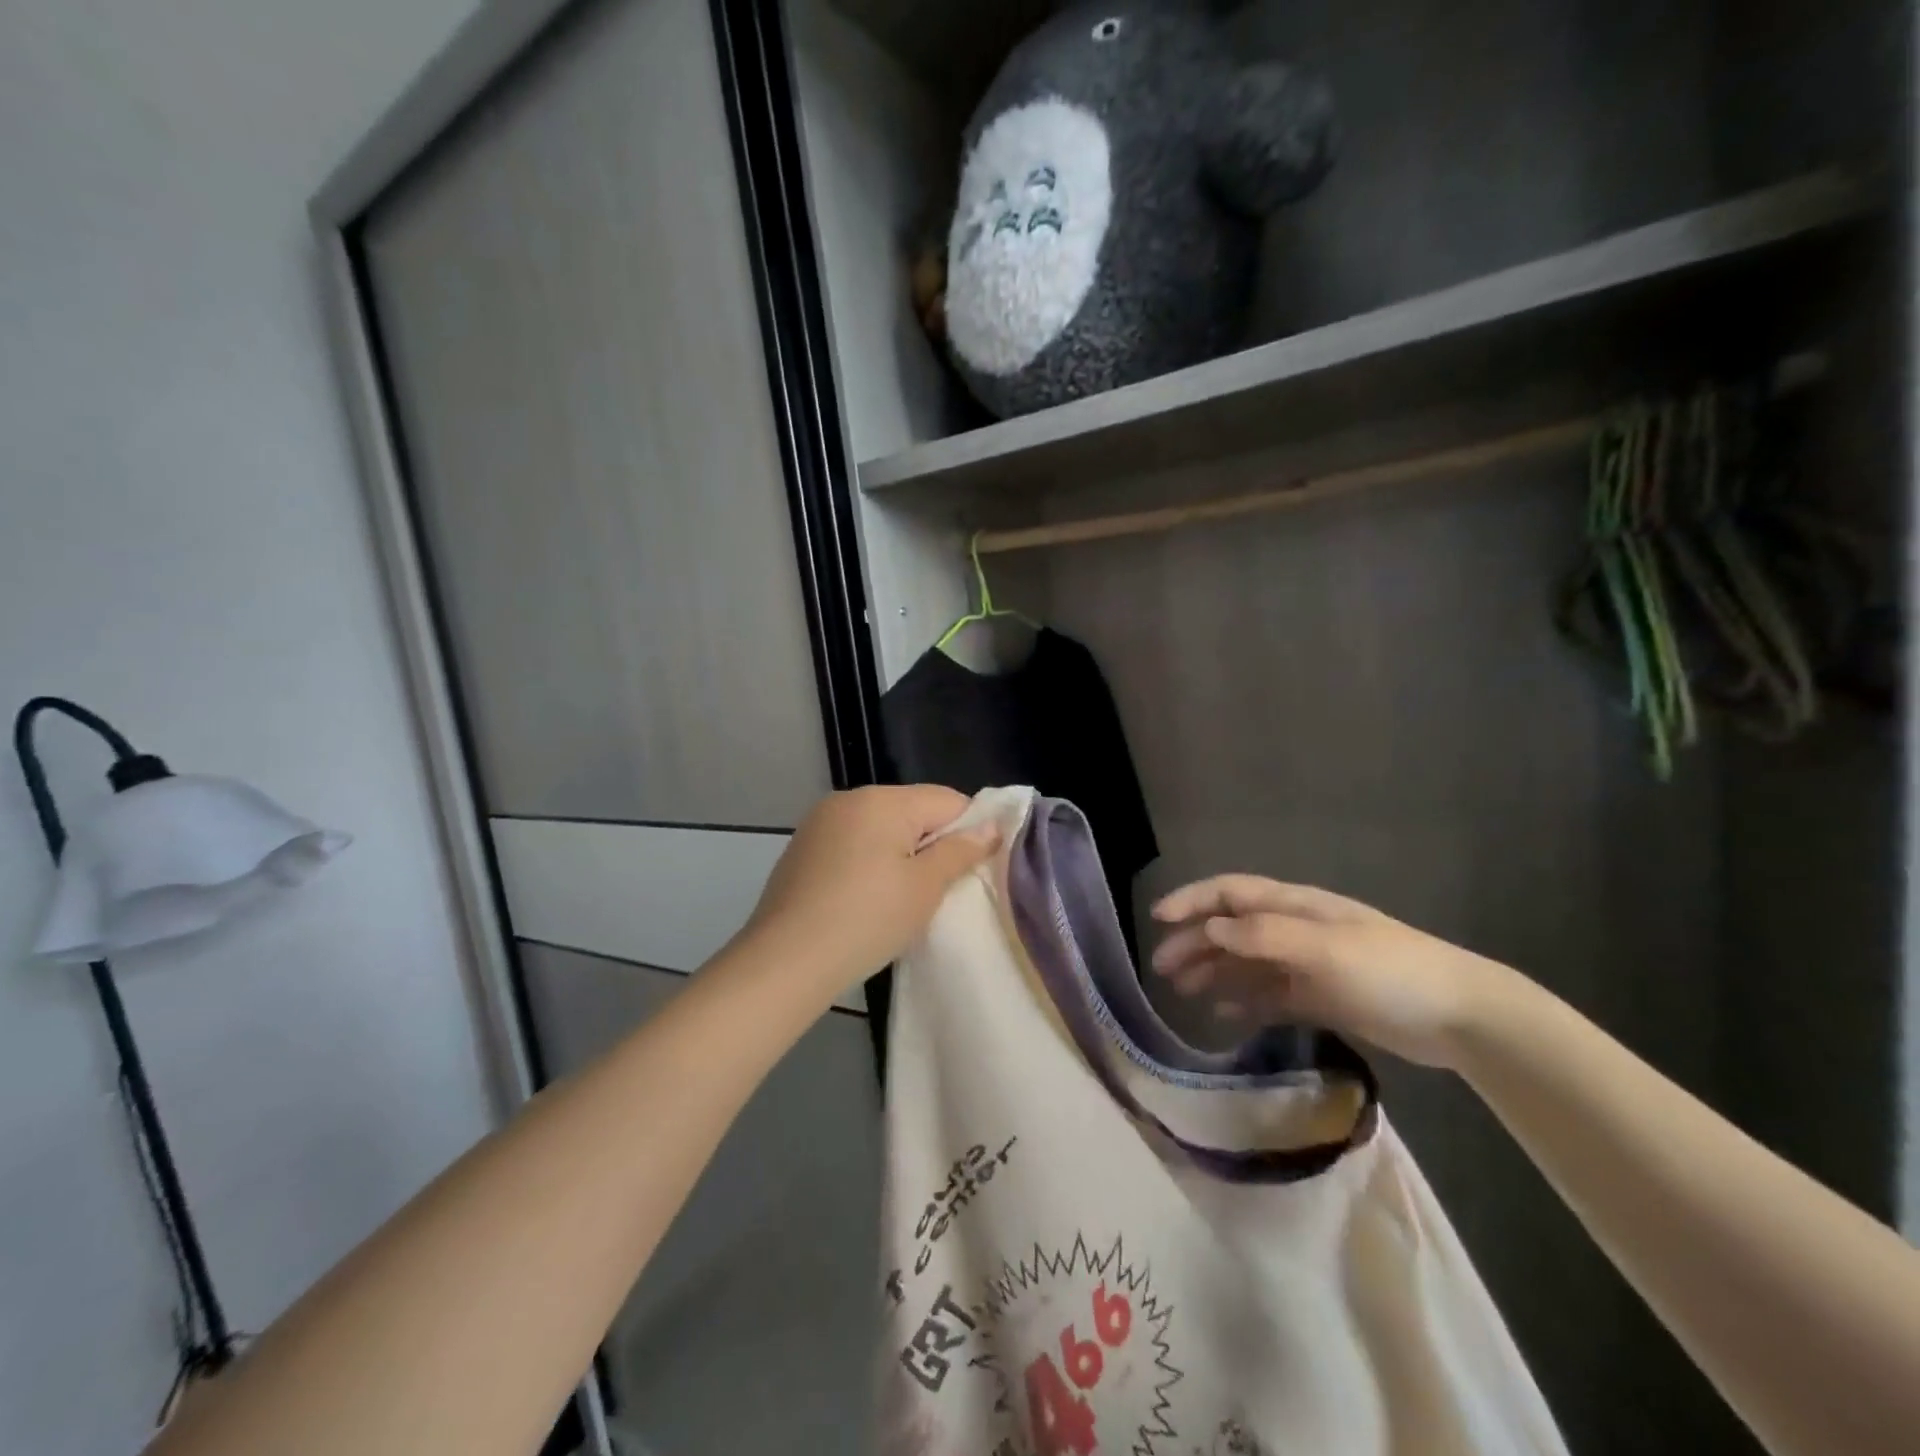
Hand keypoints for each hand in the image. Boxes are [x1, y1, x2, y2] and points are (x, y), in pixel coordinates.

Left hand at [736, 786, 998, 1001]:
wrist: (785, 961)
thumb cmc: (867, 920)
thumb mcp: (925, 888)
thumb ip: (960, 851)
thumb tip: (990, 826)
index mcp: (882, 799)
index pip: (947, 799)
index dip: (969, 830)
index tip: (971, 870)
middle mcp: (850, 799)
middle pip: (913, 809)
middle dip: (932, 842)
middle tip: (938, 890)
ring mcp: (821, 822)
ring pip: (881, 827)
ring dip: (900, 853)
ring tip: (901, 899)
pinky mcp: (803, 847)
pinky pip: (853, 843)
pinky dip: (869, 862)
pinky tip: (866, 899)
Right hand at [1150, 876, 1514, 1068]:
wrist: (1461, 1017)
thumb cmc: (1390, 972)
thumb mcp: (1325, 949)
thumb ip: (1265, 937)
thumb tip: (1211, 930)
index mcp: (1295, 907)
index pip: (1231, 894)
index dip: (1192, 901)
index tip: (1157, 919)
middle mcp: (1295, 930)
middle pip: (1232, 929)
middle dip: (1194, 942)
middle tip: (1162, 970)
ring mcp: (1307, 965)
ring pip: (1245, 963)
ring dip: (1212, 972)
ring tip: (1182, 992)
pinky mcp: (1320, 997)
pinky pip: (1269, 995)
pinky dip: (1243, 1001)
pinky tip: (1224, 1017)